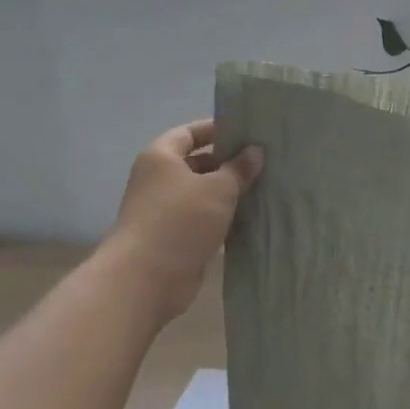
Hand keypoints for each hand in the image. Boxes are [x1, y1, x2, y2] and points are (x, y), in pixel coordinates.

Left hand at [107, 120, 262, 324]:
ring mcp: (165, 211)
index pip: (189, 133)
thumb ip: (238, 169)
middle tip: (263, 162)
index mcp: (161, 158)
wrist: (145, 279)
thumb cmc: (180, 220)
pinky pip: (203, 220)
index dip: (215, 129)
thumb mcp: (217, 189)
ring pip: (202, 194)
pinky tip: (251, 217)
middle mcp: (159, 180)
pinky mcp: (174, 238)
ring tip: (264, 187)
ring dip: (228, 193)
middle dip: (227, 163)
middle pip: (196, 163)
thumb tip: (254, 151)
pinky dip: (223, 218)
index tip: (246, 131)